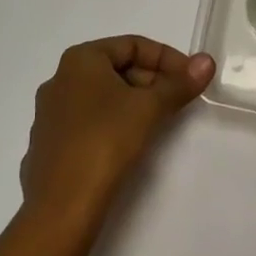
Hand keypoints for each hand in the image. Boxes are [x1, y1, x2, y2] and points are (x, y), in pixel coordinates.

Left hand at [19, 37, 214, 229]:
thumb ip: (179, 84)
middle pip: (116, 69)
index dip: (166, 58)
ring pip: (102, 97)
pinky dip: (112, 125)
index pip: (132, 45)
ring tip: (158, 123)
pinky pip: (87, 123)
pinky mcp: (48, 146)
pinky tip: (127, 146)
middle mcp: (59, 78)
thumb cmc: (104, 143)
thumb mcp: (149, 109)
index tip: (189, 78)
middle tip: (177, 102)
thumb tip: (207, 61)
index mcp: (80, 59)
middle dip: (151, 81)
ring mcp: (50, 114)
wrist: (59, 211)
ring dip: (133, 103)